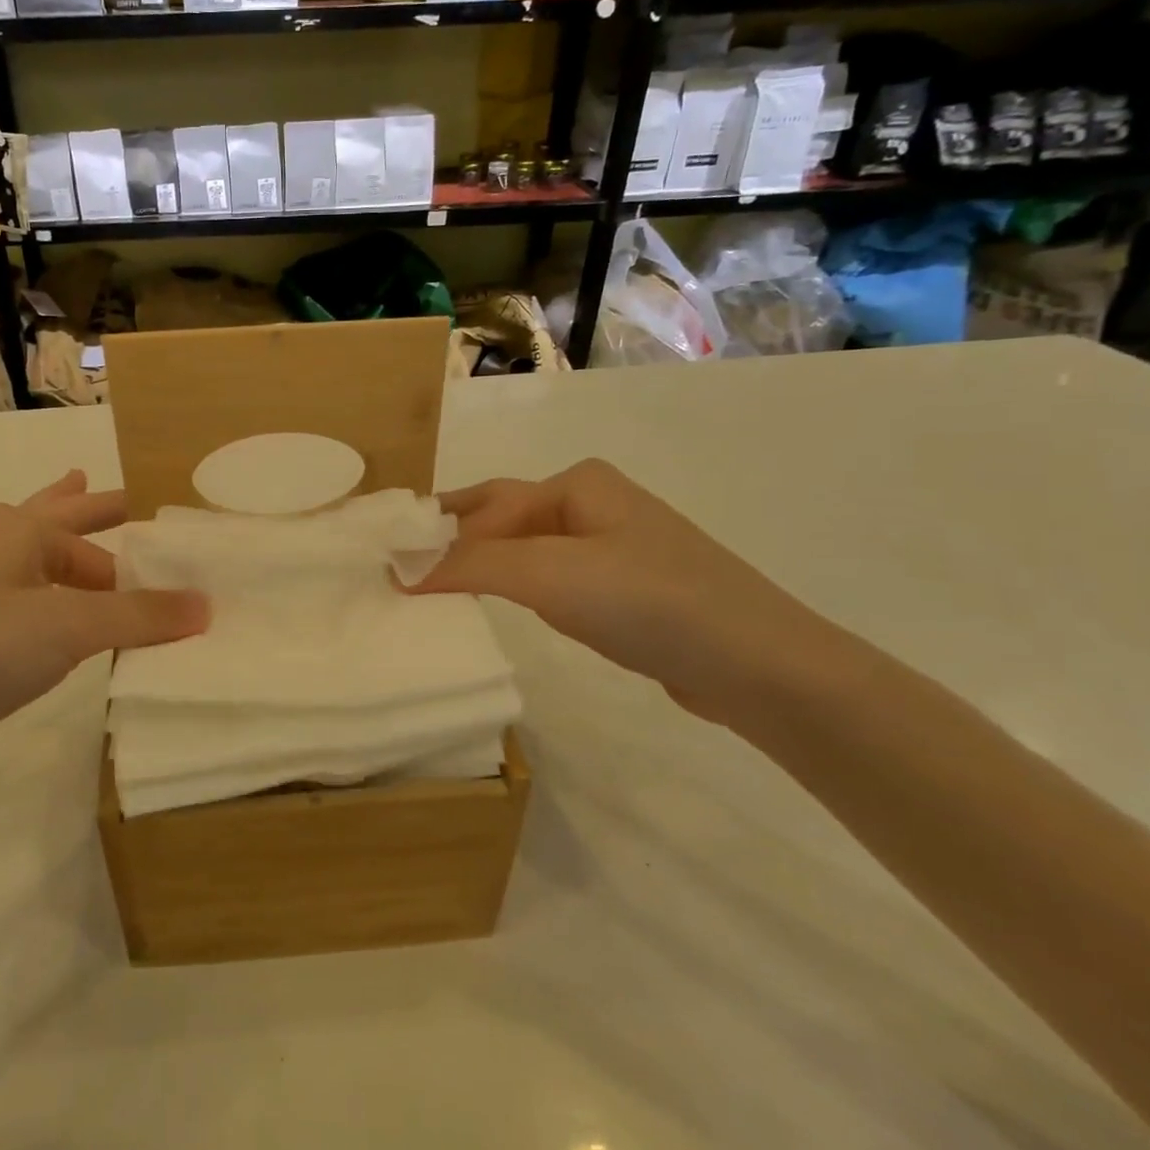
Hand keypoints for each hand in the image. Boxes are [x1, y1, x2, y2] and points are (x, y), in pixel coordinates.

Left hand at [0, 471, 207, 775]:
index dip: (136, 535)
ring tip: (94, 551)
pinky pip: (19, 605)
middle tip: (126, 499)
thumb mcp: (67, 627)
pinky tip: (54, 624)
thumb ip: (139, 616)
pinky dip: (47, 603)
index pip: (92, 525)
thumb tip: (207, 605)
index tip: (174, 545)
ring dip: (67, 557)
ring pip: (32, 563)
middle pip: (53, 520)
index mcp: (15, 530)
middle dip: (90, 510)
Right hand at [411, 460, 849, 730]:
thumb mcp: (550, 574)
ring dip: (480, 567)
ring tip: (434, 591)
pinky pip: (549, 580)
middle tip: (401, 570)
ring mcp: (610, 548)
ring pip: (524, 552)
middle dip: (453, 541)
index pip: (486, 508)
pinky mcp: (622, 591)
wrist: (757, 665)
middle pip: (502, 519)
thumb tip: (400, 569)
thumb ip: (470, 565)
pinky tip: (496, 607)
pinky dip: (513, 589)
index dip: (438, 540)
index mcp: (576, 484)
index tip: (393, 574)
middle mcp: (591, 505)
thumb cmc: (647, 600)